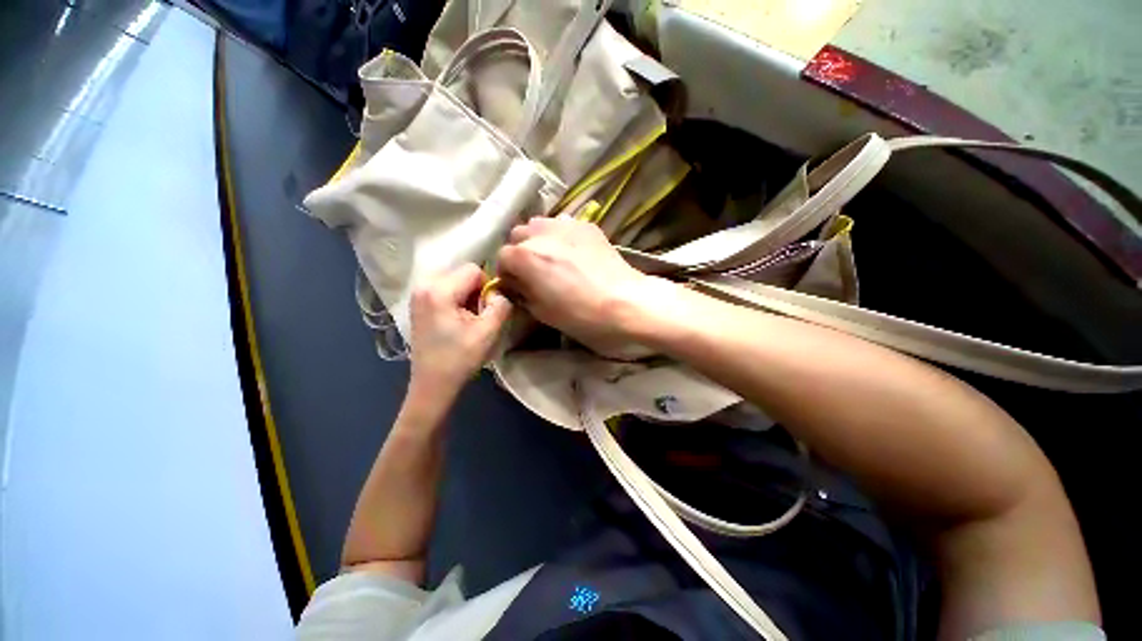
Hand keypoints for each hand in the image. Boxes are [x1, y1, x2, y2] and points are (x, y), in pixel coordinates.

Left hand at [408, 264, 512, 399]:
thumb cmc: (460, 359)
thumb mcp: (488, 331)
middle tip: (478, 317)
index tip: (487, 310)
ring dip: (467, 297)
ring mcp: (418, 295)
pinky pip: (445, 290)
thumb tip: (500, 292)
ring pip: (455, 282)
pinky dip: (456, 301)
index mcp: (439, 291)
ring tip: (467, 321)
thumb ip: (501, 304)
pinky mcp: (419, 304)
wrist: (433, 384)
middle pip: (462, 274)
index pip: (473, 270)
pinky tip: (456, 322)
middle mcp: (423, 286)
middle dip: (476, 292)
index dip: (487, 287)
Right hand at [497, 217, 670, 353]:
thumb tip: (516, 283)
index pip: (502, 258)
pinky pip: (563, 224)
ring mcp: (565, 225)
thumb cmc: (580, 315)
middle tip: (534, 272)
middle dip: (520, 253)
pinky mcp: (586, 225)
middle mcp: (540, 233)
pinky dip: (560, 235)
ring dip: (538, 240)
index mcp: (525, 256)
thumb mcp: (542, 312)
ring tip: (553, 257)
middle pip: (518, 236)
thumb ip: (522, 292)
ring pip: (539, 225)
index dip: (508, 274)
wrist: (625, 303)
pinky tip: (573, 251)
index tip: (518, 286)